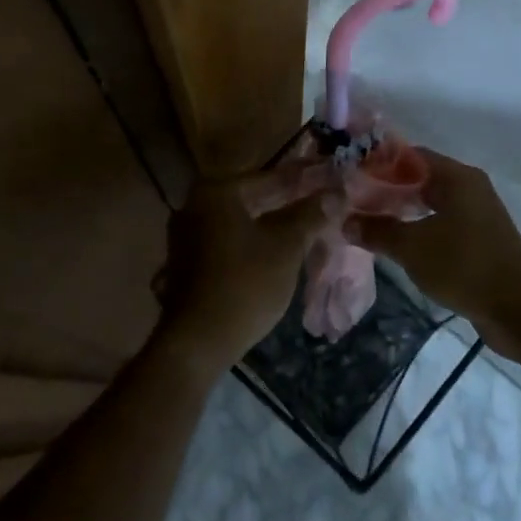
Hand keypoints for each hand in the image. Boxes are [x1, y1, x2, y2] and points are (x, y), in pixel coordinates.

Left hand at [152, 177, 328, 378]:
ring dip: (271, 225)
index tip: (328, 181)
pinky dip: (252, 244)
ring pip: (240, 223)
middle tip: (322, 205)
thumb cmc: (245, 284)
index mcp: (216, 193)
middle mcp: (194, 206)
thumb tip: (334, 193)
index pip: (269, 178)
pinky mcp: (187, 264)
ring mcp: (186, 237)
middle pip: (252, 199)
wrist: (197, 342)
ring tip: (306, 230)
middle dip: (287, 204)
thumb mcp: (286, 246)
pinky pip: (228, 243)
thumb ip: (310, 215)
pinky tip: (277, 253)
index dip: (302, 181)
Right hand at [345, 149, 520, 358]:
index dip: (380, 164)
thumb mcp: (412, 248)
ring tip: (372, 223)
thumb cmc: (463, 266)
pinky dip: (421, 228)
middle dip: (389, 189)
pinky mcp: (481, 238)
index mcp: (456, 177)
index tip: (352, 177)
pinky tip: (400, 244)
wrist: (518, 308)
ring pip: (433, 203)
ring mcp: (478, 214)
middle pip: (422, 178)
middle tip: (356, 202)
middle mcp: (470, 187)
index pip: (411, 156)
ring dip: (404, 211)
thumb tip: (347, 222)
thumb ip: (378, 231)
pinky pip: (444, 223)